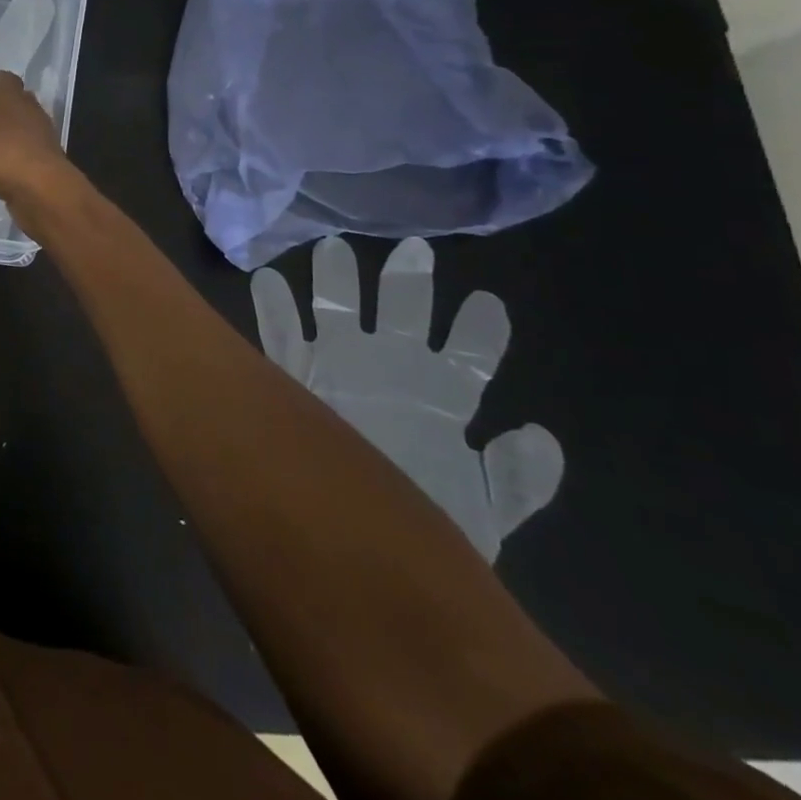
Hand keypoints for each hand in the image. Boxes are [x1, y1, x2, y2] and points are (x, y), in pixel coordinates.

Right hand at [0, 71, 74, 209]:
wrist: (40, 190)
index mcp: (12, 98)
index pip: (7, 81)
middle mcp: (33, 114)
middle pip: (22, 104)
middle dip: (8, 108)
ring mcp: (45, 141)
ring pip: (27, 131)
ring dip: (13, 136)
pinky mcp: (49, 166)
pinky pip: (29, 156)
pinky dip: (17, 159)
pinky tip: (3, 169)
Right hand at [251, 236, 563, 561]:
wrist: (354, 551)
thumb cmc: (424, 524)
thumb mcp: (483, 514)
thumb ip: (514, 478)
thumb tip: (535, 430)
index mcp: (441, 398)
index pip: (469, 356)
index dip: (480, 329)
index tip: (488, 302)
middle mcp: (392, 372)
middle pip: (403, 316)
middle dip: (408, 284)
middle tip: (412, 249)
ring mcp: (341, 369)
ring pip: (339, 312)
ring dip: (335, 282)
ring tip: (330, 248)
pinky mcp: (297, 377)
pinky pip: (279, 335)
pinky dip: (271, 308)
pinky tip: (264, 282)